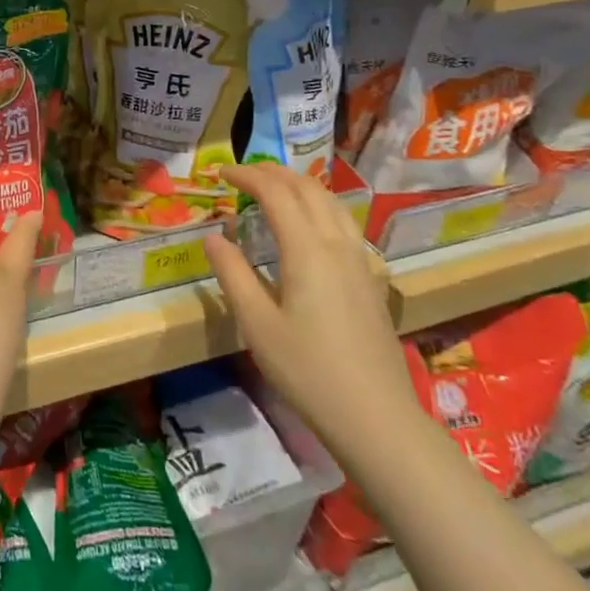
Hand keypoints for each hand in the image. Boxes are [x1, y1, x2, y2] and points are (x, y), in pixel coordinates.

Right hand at [203, 162, 420, 456]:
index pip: (276, 192)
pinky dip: (319, 206)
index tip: (221, 173)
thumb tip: (213, 236)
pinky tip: (309, 227)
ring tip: (274, 189)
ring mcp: (360, 261)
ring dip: (300, 185)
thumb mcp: (256, 324)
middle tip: (243, 174)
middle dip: (274, 173)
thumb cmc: (307, 370)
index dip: (247, 175)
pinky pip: (344, 223)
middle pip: (308, 189)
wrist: (376, 417)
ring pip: (332, 203)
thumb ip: (232, 274)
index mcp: (307, 250)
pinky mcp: (371, 279)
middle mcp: (337, 244)